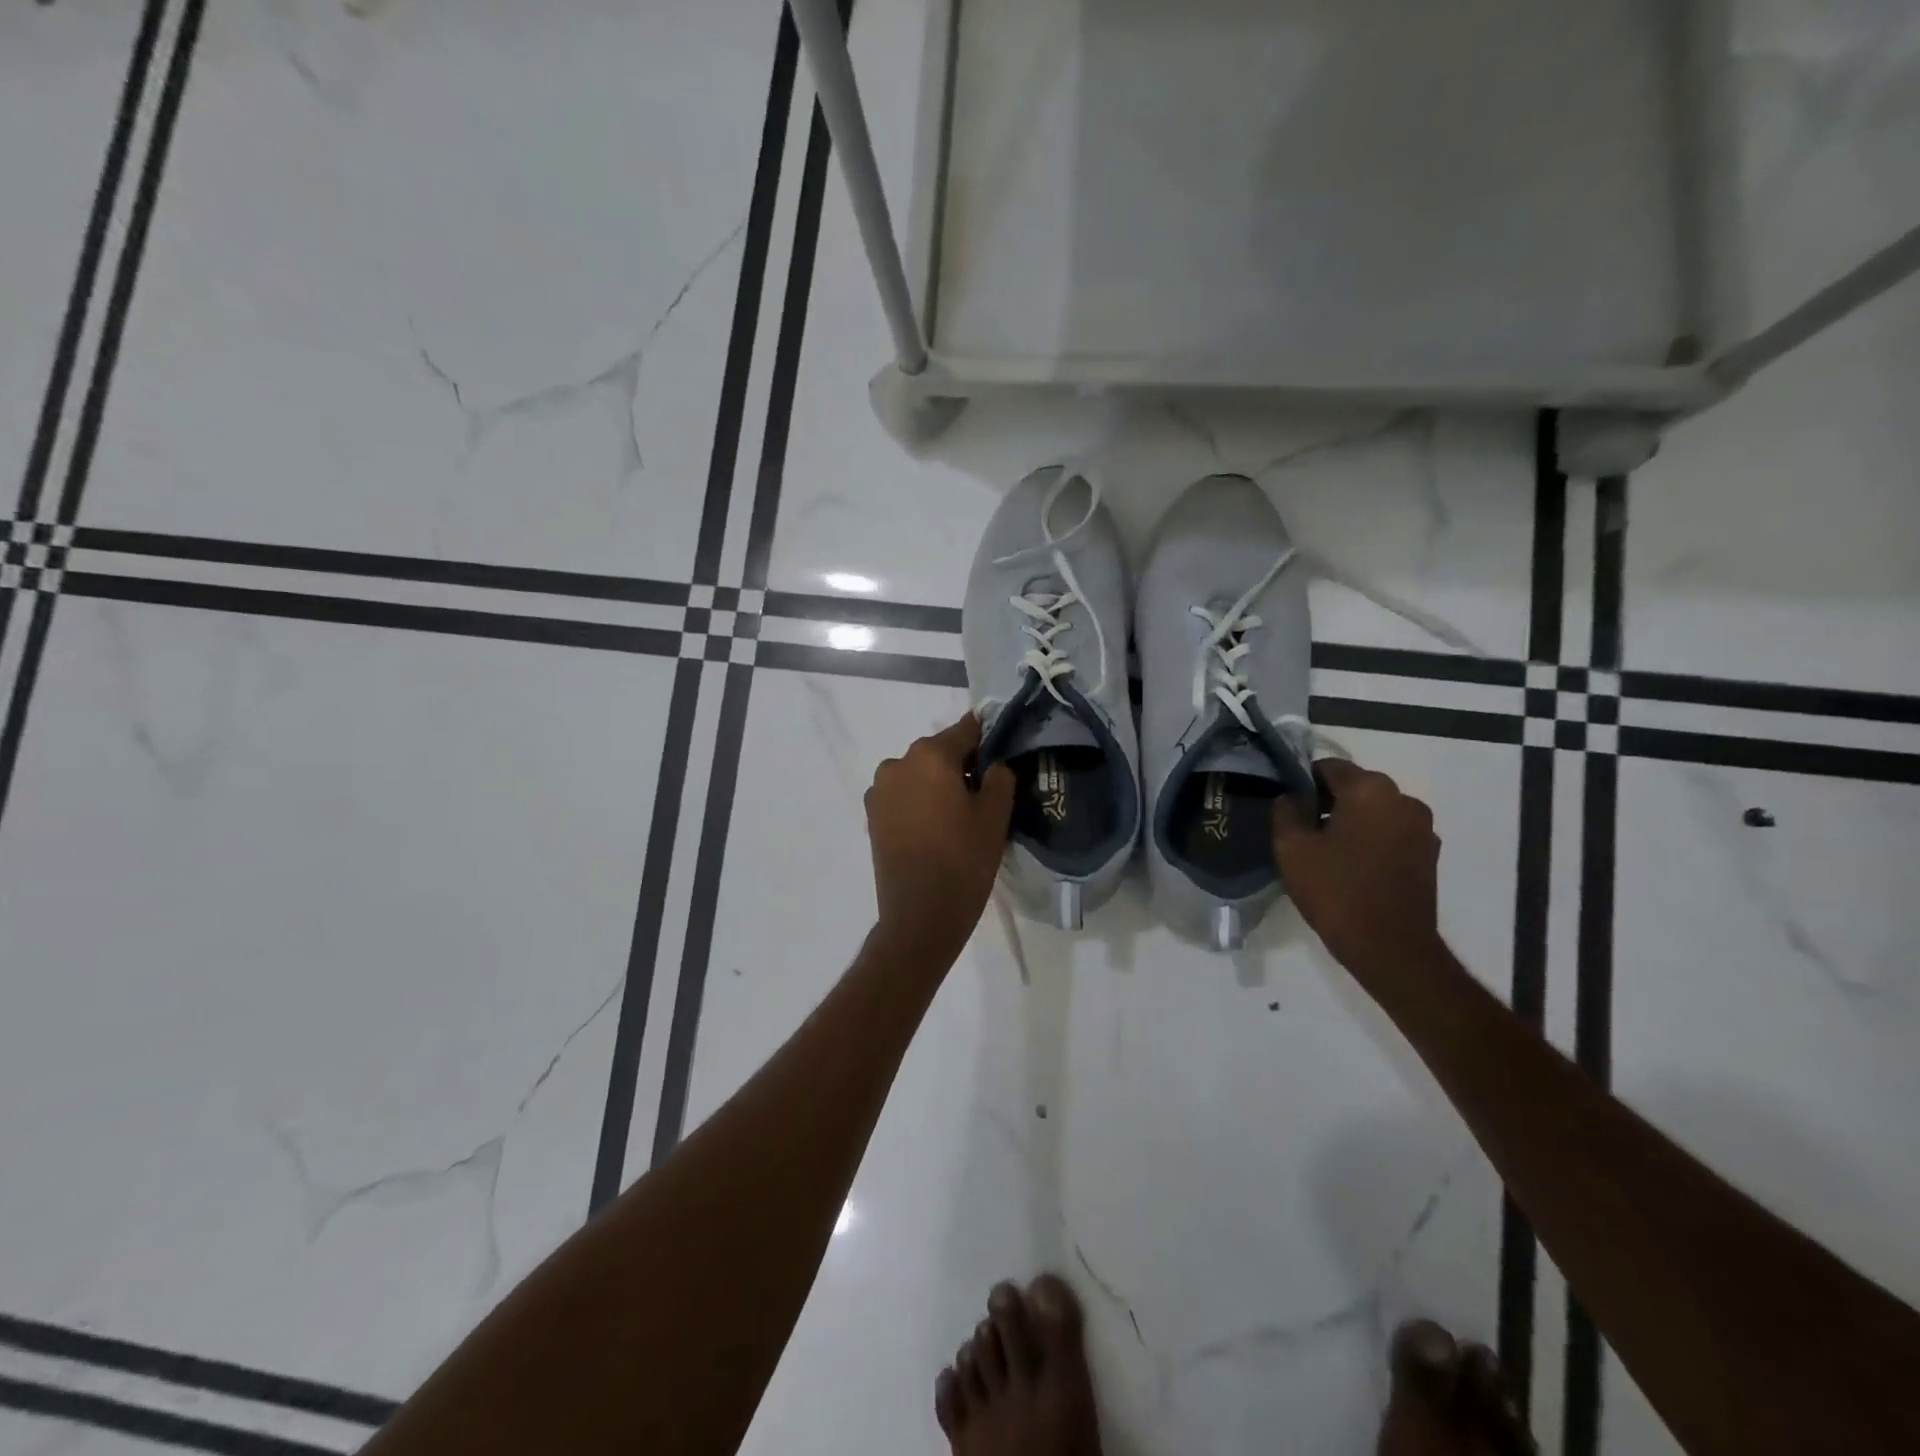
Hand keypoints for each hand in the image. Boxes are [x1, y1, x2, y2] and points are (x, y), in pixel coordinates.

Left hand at [865, 713, 1014, 964]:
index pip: (965, 731)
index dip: (986, 739)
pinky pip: (902, 796)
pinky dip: (919, 802)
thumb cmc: (963, 861)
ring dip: (936, 784)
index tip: (1001, 752)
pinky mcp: (872, 816)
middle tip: (984, 793)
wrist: (919, 915)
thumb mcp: (995, 817)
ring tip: (957, 816)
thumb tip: (994, 765)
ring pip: (918, 774)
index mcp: (931, 756)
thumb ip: (1000, 779)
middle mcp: (899, 763)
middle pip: (938, 752)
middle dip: (960, 765)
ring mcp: (880, 790)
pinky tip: (935, 828)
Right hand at [1272, 758, 1442, 977]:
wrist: (1390, 947)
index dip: (1302, 783)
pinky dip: (1370, 840)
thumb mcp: (1292, 848)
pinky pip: (1390, 833)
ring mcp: (1422, 828)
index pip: (1328, 767)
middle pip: (1355, 787)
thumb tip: (1292, 798)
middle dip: (1327, 802)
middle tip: (1301, 831)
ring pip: (1374, 811)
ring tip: (1326, 852)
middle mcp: (1404, 799)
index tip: (1287, 807)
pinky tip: (1351, 867)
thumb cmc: (1336, 891)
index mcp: (1370, 789)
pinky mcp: (1429, 855)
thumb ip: (1286, 811)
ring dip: (1350, 822)